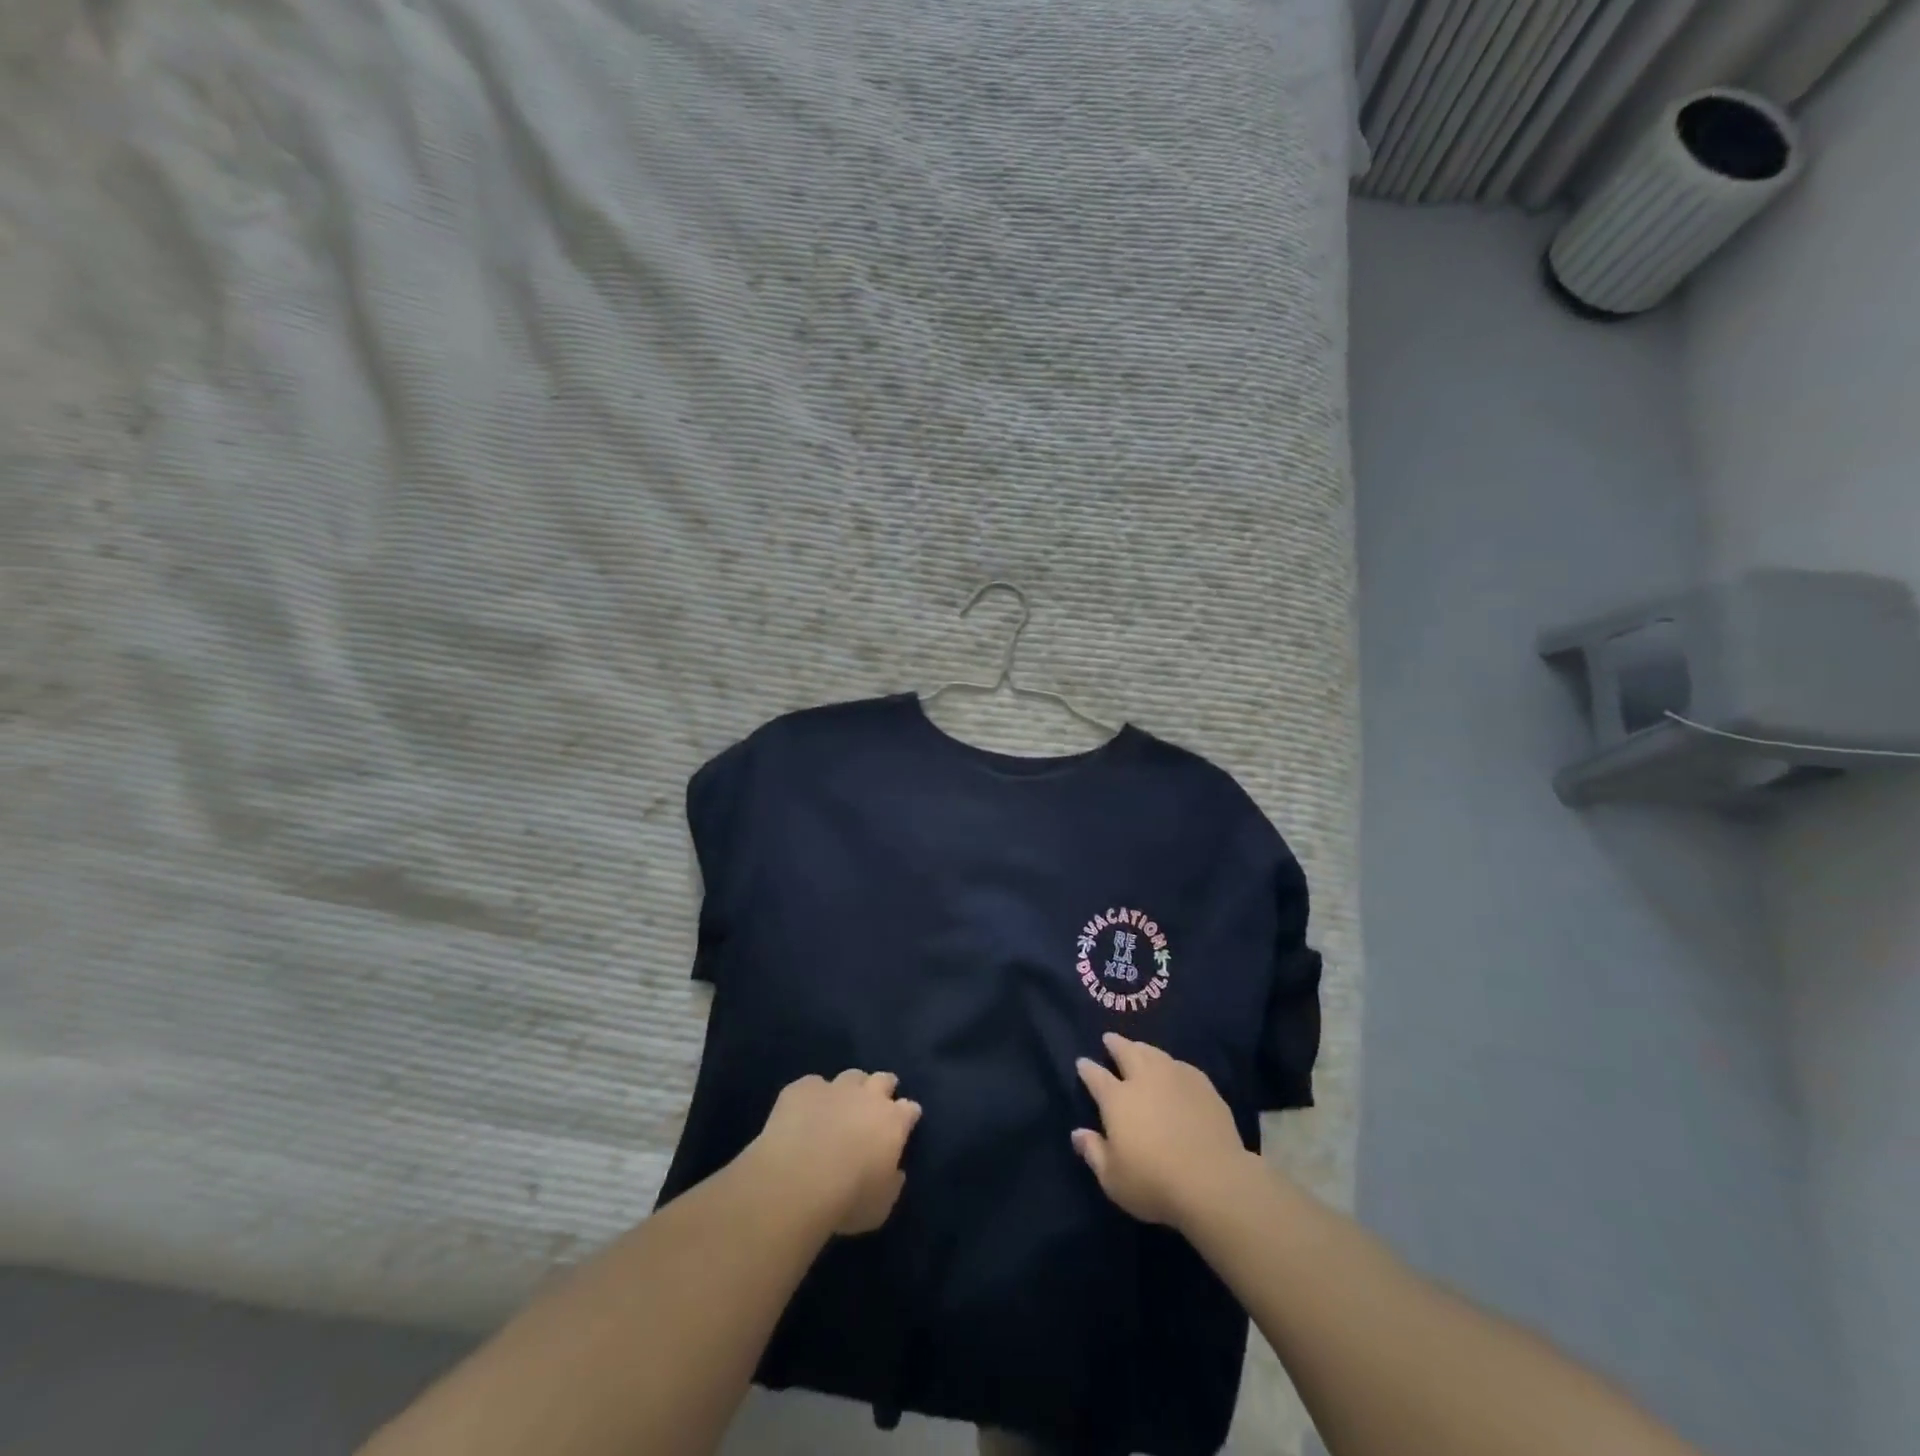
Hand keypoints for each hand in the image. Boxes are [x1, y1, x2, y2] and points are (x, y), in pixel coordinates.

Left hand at [747, 1069, 922, 1234]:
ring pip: (851, 1077)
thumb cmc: (847, 1200)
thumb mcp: (881, 1206)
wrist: (797, 1180)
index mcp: (893, 1122)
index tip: (906, 1122)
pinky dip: (812, 1096)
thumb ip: (892, 1183)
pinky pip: (812, 1085)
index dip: (908, 1115)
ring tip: (842, 1104)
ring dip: (851, 1088)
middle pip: (883, 1080)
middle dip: (884, 1087)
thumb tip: (895, 1172)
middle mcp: (868, 1096)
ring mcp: (834, 1088)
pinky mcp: (802, 1088)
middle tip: (877, 1102)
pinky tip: (804, 1112)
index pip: (910, 1109)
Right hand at [1071, 1033, 1253, 1229]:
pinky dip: (1171, 1064)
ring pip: (1154, 1053)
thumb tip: (1077, 1133)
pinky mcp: (1203, 1086)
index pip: (1096, 1077)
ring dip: (1142, 1048)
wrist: (1213, 1181)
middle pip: (1126, 1052)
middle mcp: (1144, 1079)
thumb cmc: (1155, 1183)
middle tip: (1110, 1038)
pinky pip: (1181, 1066)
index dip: (1087, 1069)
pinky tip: (1173, 1069)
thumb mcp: (1113, 1179)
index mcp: (1117, 1099)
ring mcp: (1175, 1078)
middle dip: (1115, 1044)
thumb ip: (1094, 1152)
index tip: (1082, 1062)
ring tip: (1138, 1047)